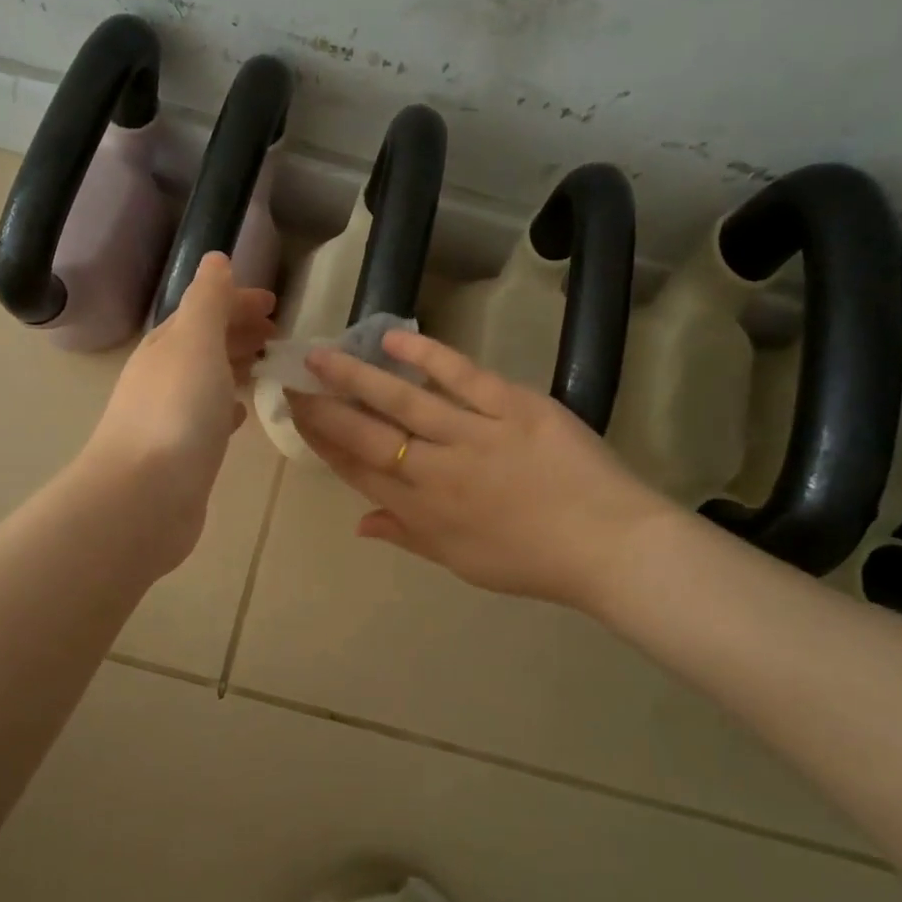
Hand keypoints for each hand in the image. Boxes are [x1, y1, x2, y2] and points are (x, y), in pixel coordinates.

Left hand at [80, 253, 275, 572]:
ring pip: (207, 380)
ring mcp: (170, 416)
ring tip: (264, 367)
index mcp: (167, 345)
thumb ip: (208, 300)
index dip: (237, 301)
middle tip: (277, 335)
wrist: (145, 496)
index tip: (275, 304)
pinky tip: (240, 416)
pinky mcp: (182, 454)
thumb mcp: (196, 341)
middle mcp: (164, 376)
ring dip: (233, 367)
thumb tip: (215, 259)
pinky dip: (226, 408)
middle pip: (204, 343)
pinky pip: (208, 418)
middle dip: (238, 332)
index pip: (203, 310)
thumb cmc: (176, 412)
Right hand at [287, 330, 677, 611]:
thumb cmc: (532, 562)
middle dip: (324, 409)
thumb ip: (407, 537)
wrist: (610, 546)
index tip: (297, 418)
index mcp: (422, 512)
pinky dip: (428, 356)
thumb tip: (359, 524)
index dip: (323, 444)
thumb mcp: (460, 562)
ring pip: (403, 402)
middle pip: (366, 435)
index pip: (358, 472)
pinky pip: (462, 377)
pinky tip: (394, 339)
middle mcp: (436, 472)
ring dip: (357, 377)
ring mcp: (473, 436)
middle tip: (292, 382)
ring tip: (322, 355)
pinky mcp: (512, 407)